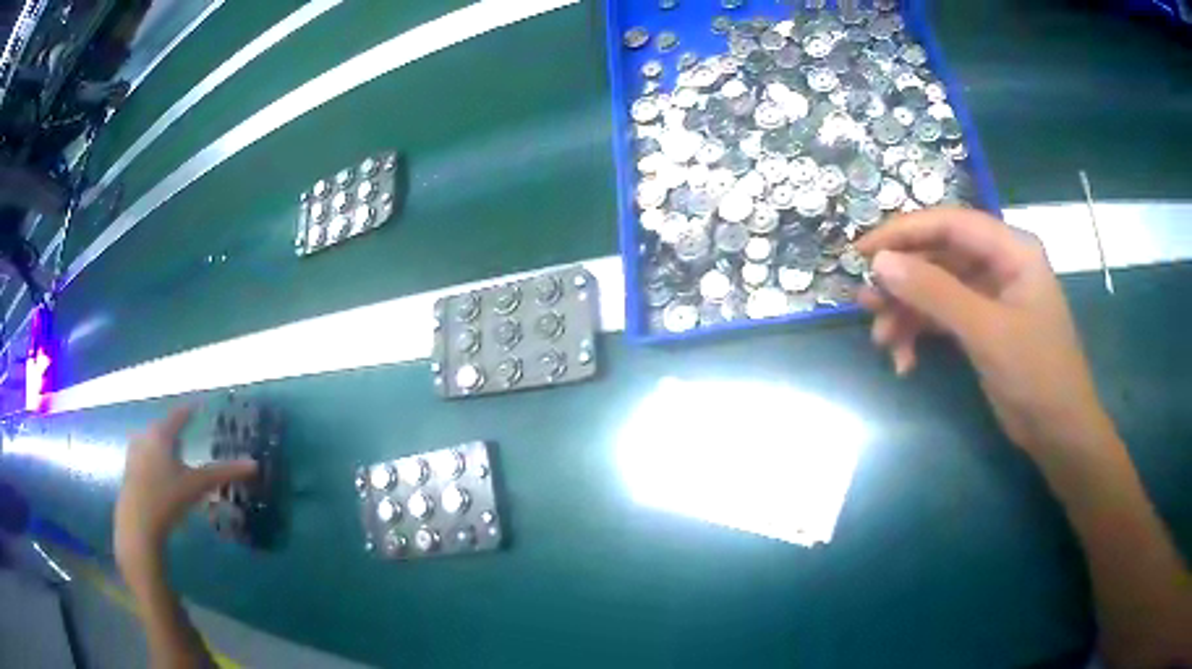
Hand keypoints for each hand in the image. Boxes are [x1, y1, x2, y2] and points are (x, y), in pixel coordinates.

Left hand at [114, 406, 255, 575]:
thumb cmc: (167, 498)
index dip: (189, 411)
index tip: (199, 406)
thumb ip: (223, 474)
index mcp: (160, 434)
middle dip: (175, 430)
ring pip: (151, 443)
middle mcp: (144, 437)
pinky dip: (155, 460)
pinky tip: (161, 475)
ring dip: (163, 446)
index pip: (178, 416)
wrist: (138, 525)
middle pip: (162, 428)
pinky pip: (145, 457)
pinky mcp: (129, 472)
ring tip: (175, 455)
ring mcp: (134, 455)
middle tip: (187, 433)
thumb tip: (253, 464)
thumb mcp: (197, 486)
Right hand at [856, 207, 1113, 455]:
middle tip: (865, 303)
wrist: (1058, 433)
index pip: (950, 224)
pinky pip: (943, 318)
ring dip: (907, 314)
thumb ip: (935, 293)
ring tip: (881, 340)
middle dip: (903, 282)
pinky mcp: (982, 326)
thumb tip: (880, 264)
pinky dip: (921, 336)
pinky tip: (905, 362)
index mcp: (1011, 249)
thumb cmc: (1036, 374)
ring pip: (937, 289)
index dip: (904, 232)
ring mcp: (990, 296)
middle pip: (939, 257)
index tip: (862, 252)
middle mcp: (999, 264)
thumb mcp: (986, 331)